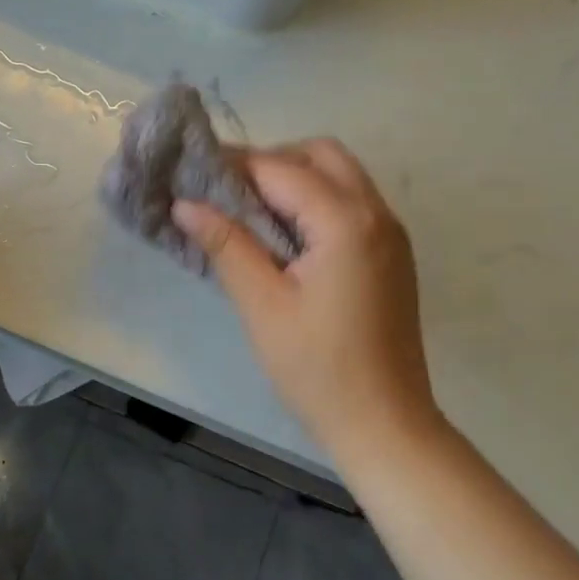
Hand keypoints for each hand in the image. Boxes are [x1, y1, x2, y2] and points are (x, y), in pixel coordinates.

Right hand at [173, 140, 440, 454]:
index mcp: (345, 222)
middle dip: (271, 161)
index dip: (234, 166)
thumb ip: (227, 246)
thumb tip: (185, 204)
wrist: (385, 425)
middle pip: (321, 155)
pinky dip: (318, 201)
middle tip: (228, 194)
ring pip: (341, 176)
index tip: (194, 174)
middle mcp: (377, 214)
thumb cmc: (318, 370)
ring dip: (296, 178)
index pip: (280, 169)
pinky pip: (353, 204)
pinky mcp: (393, 255)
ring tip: (251, 214)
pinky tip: (287, 236)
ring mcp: (391, 233)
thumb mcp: (263, 306)